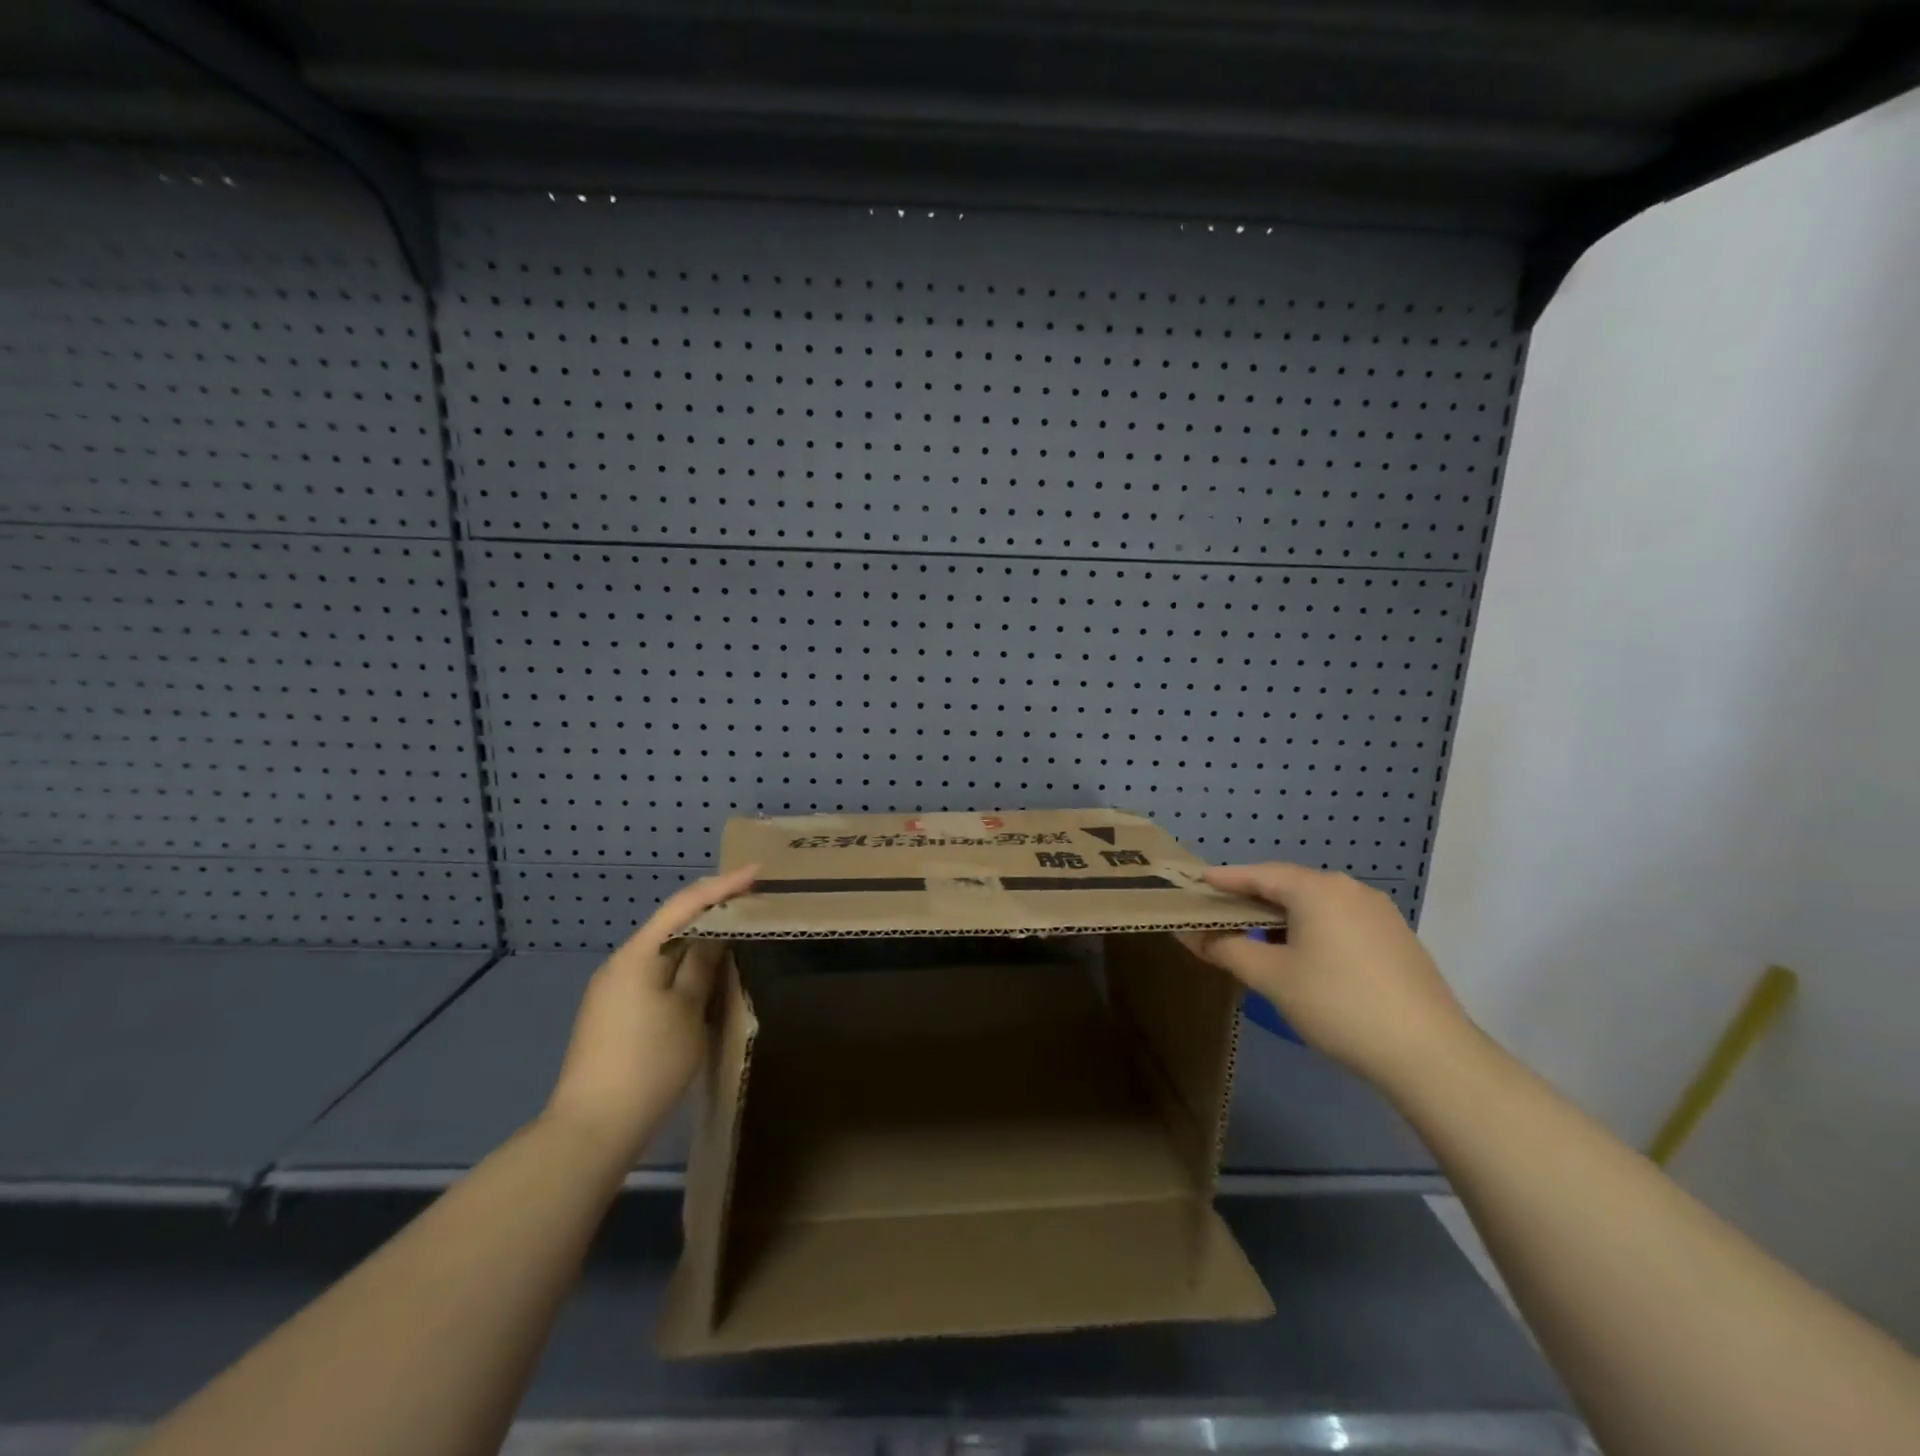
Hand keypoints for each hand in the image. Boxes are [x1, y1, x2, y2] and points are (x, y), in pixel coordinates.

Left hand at [544, 866, 756, 1154]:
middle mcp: (620, 964)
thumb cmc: (648, 1064)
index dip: (723, 885)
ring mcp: (613, 990)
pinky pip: (656, 972)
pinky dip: (684, 964)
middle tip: (750, 899)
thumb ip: (702, 966)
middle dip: (710, 909)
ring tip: (735, 932)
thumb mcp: (687, 1011)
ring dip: (699, 938)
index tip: (757, 872)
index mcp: (638, 955)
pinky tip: (704, 974)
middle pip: (671, 923)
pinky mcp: (613, 1013)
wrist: (591, 1129)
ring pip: (664, 950)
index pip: (685, 904)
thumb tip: (715, 934)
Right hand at [1184, 863, 1475, 1093]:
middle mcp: (1349, 889)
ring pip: (1316, 904)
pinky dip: (1312, 929)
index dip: (1225, 879)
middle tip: (1221, 912)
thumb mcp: (1272, 978)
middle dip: (1253, 898)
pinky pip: (1340, 921)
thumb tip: (1190, 934)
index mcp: (1317, 889)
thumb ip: (1226, 949)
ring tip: (1256, 937)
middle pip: (1289, 885)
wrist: (1430, 1054)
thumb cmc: (1338, 1004)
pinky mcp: (1396, 938)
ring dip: (1283, 916)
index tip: (1197, 882)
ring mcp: (1379, 913)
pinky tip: (1303, 956)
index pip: (1259, 874)